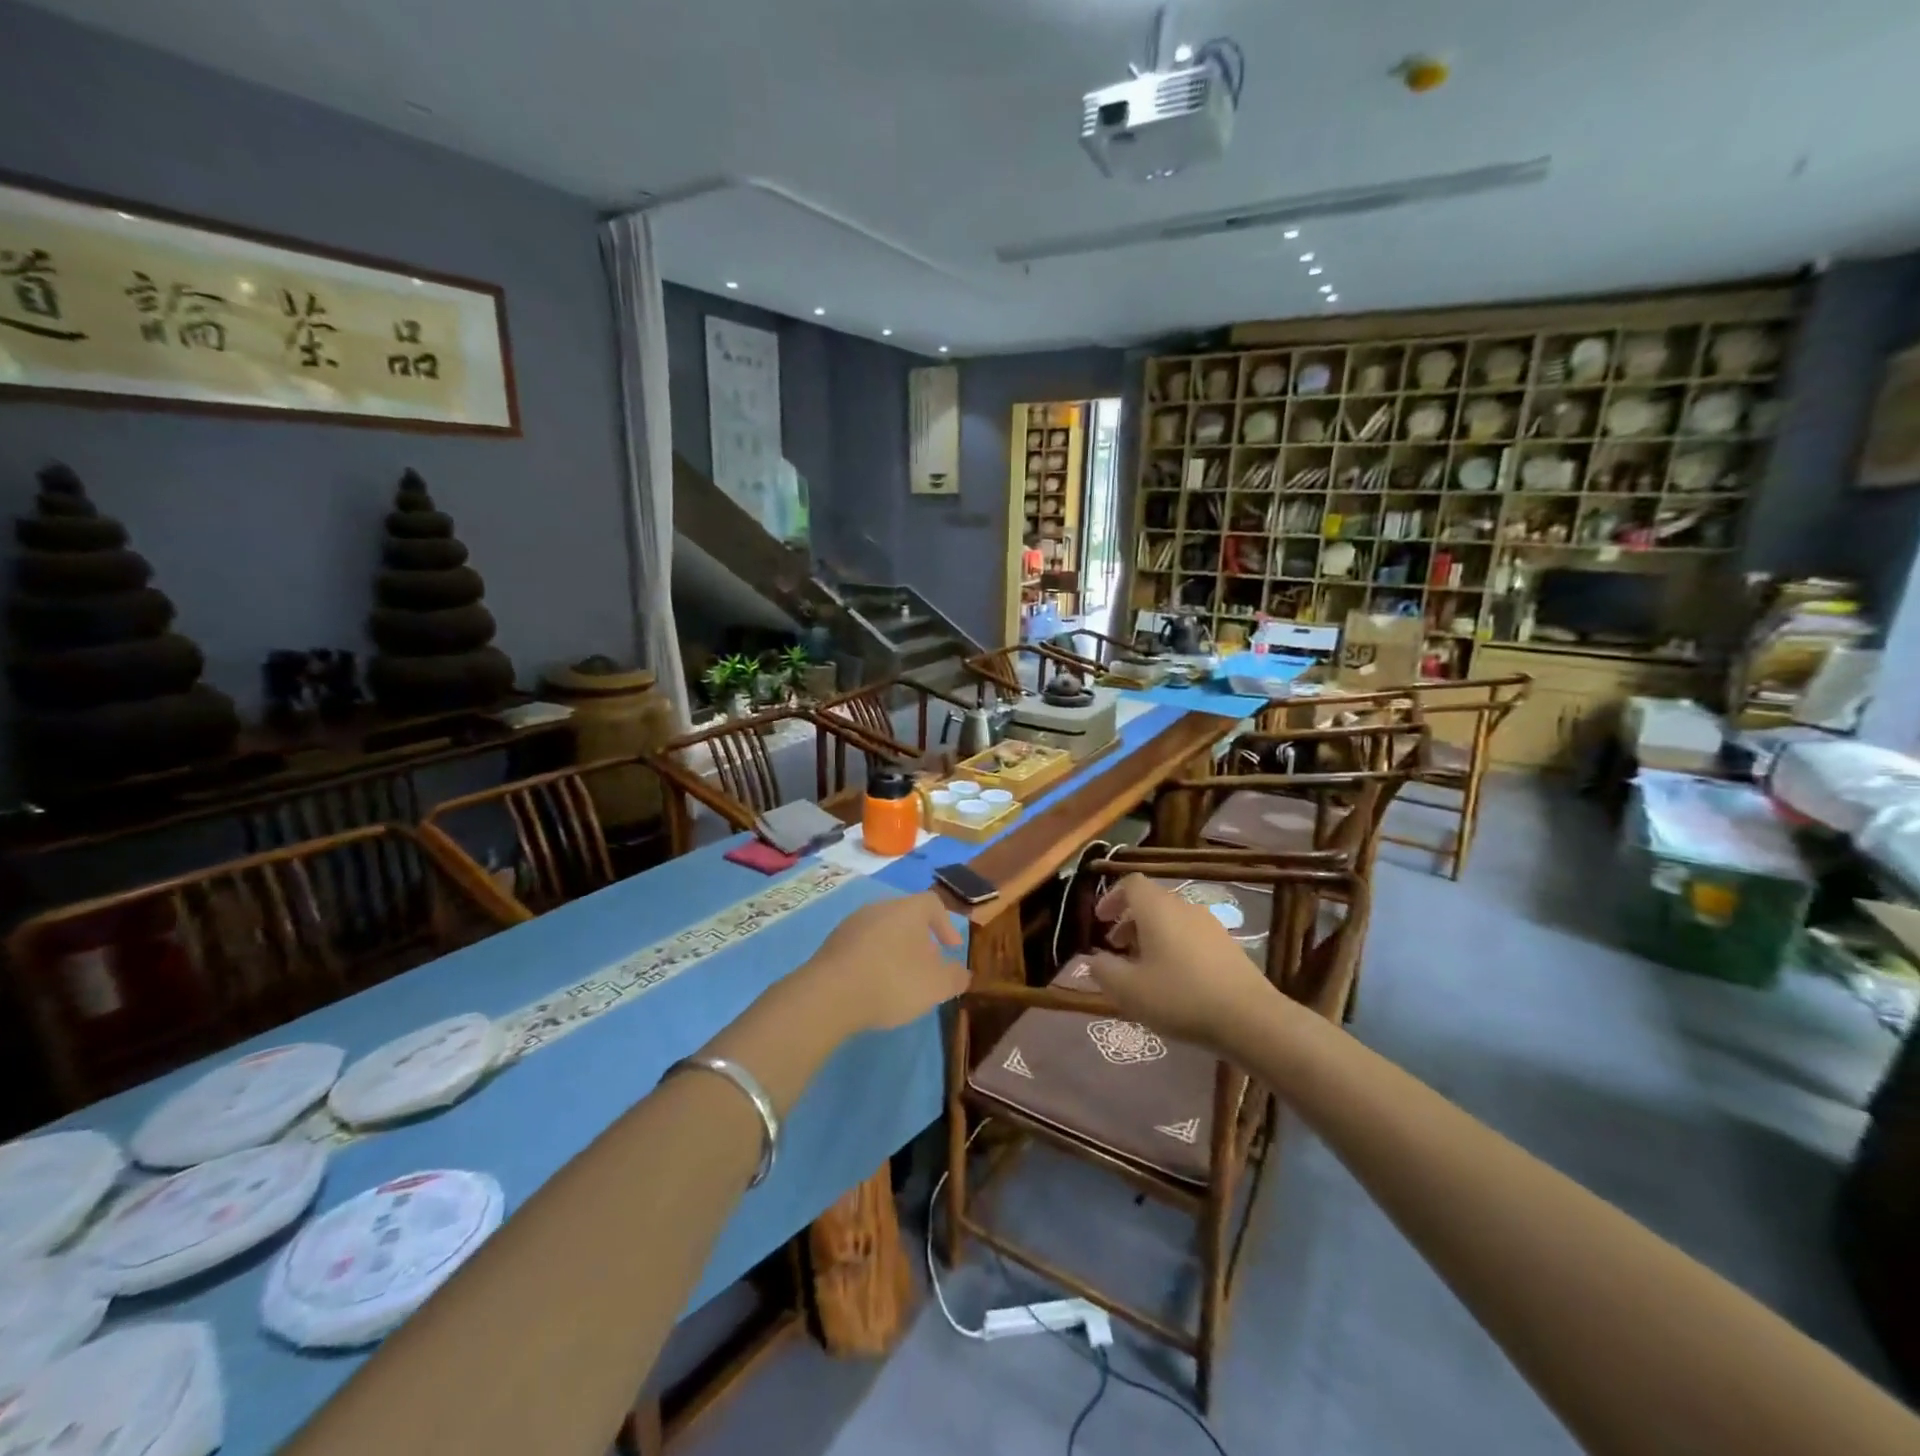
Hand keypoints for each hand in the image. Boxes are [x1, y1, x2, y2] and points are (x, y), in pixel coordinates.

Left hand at [795, 892, 966, 1035]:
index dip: (946, 925)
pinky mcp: (831, 945)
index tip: (951, 949)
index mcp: (907, 909)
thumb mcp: (936, 986)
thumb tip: (961, 972)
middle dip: (919, 941)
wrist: (828, 996)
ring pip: (882, 932)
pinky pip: (861, 947)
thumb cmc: (892, 981)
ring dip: (894, 951)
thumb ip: (955, 977)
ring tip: (899, 980)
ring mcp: (851, 925)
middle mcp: (878, 908)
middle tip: (927, 968)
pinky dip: (872, 961)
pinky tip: (872, 986)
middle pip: (905, 917)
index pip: (932, 904)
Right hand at [1084, 875, 1275, 1048]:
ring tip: (1142, 966)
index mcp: (1157, 908)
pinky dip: (1174, 946)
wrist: (1250, 1018)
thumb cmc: (1180, 997)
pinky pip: (1191, 934)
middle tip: (1116, 947)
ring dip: (1151, 935)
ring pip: (1172, 919)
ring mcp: (1210, 925)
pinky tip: (1174, 979)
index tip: (1100, 920)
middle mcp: (1184, 907)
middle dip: (1129, 920)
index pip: (1130, 883)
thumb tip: (1093, 959)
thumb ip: (1103, 970)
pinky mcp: (1228, 945)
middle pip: (1151, 901)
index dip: (1112, 897)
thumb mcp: (1128, 989)